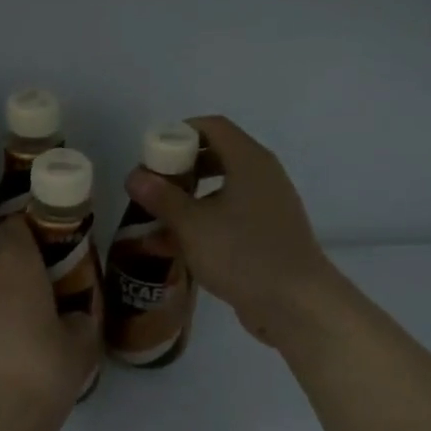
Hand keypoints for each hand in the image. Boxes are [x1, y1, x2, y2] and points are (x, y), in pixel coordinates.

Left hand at [0, 218, 99, 430]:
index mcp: (15, 265)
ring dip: (0, 304)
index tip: (50, 252)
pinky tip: (2, 359)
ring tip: (24, 332)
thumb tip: (72, 317)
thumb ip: (80, 322)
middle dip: (19, 274)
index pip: (15, 227)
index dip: (31, 234)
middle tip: (45, 298)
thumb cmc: (41, 372)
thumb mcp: (80, 348)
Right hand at [123, 115, 350, 348]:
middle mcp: (261, 176)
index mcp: (249, 161)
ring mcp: (266, 207)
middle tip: (150, 187)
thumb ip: (162, 198)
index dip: (178, 133)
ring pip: (219, 191)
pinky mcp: (265, 236)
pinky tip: (171, 247)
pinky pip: (228, 218)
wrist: (296, 304)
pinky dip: (201, 224)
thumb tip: (134, 175)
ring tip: (152, 220)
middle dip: (178, 170)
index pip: (212, 127)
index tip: (150, 155)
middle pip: (215, 156)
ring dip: (186, 201)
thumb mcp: (193, 225)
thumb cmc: (243, 254)